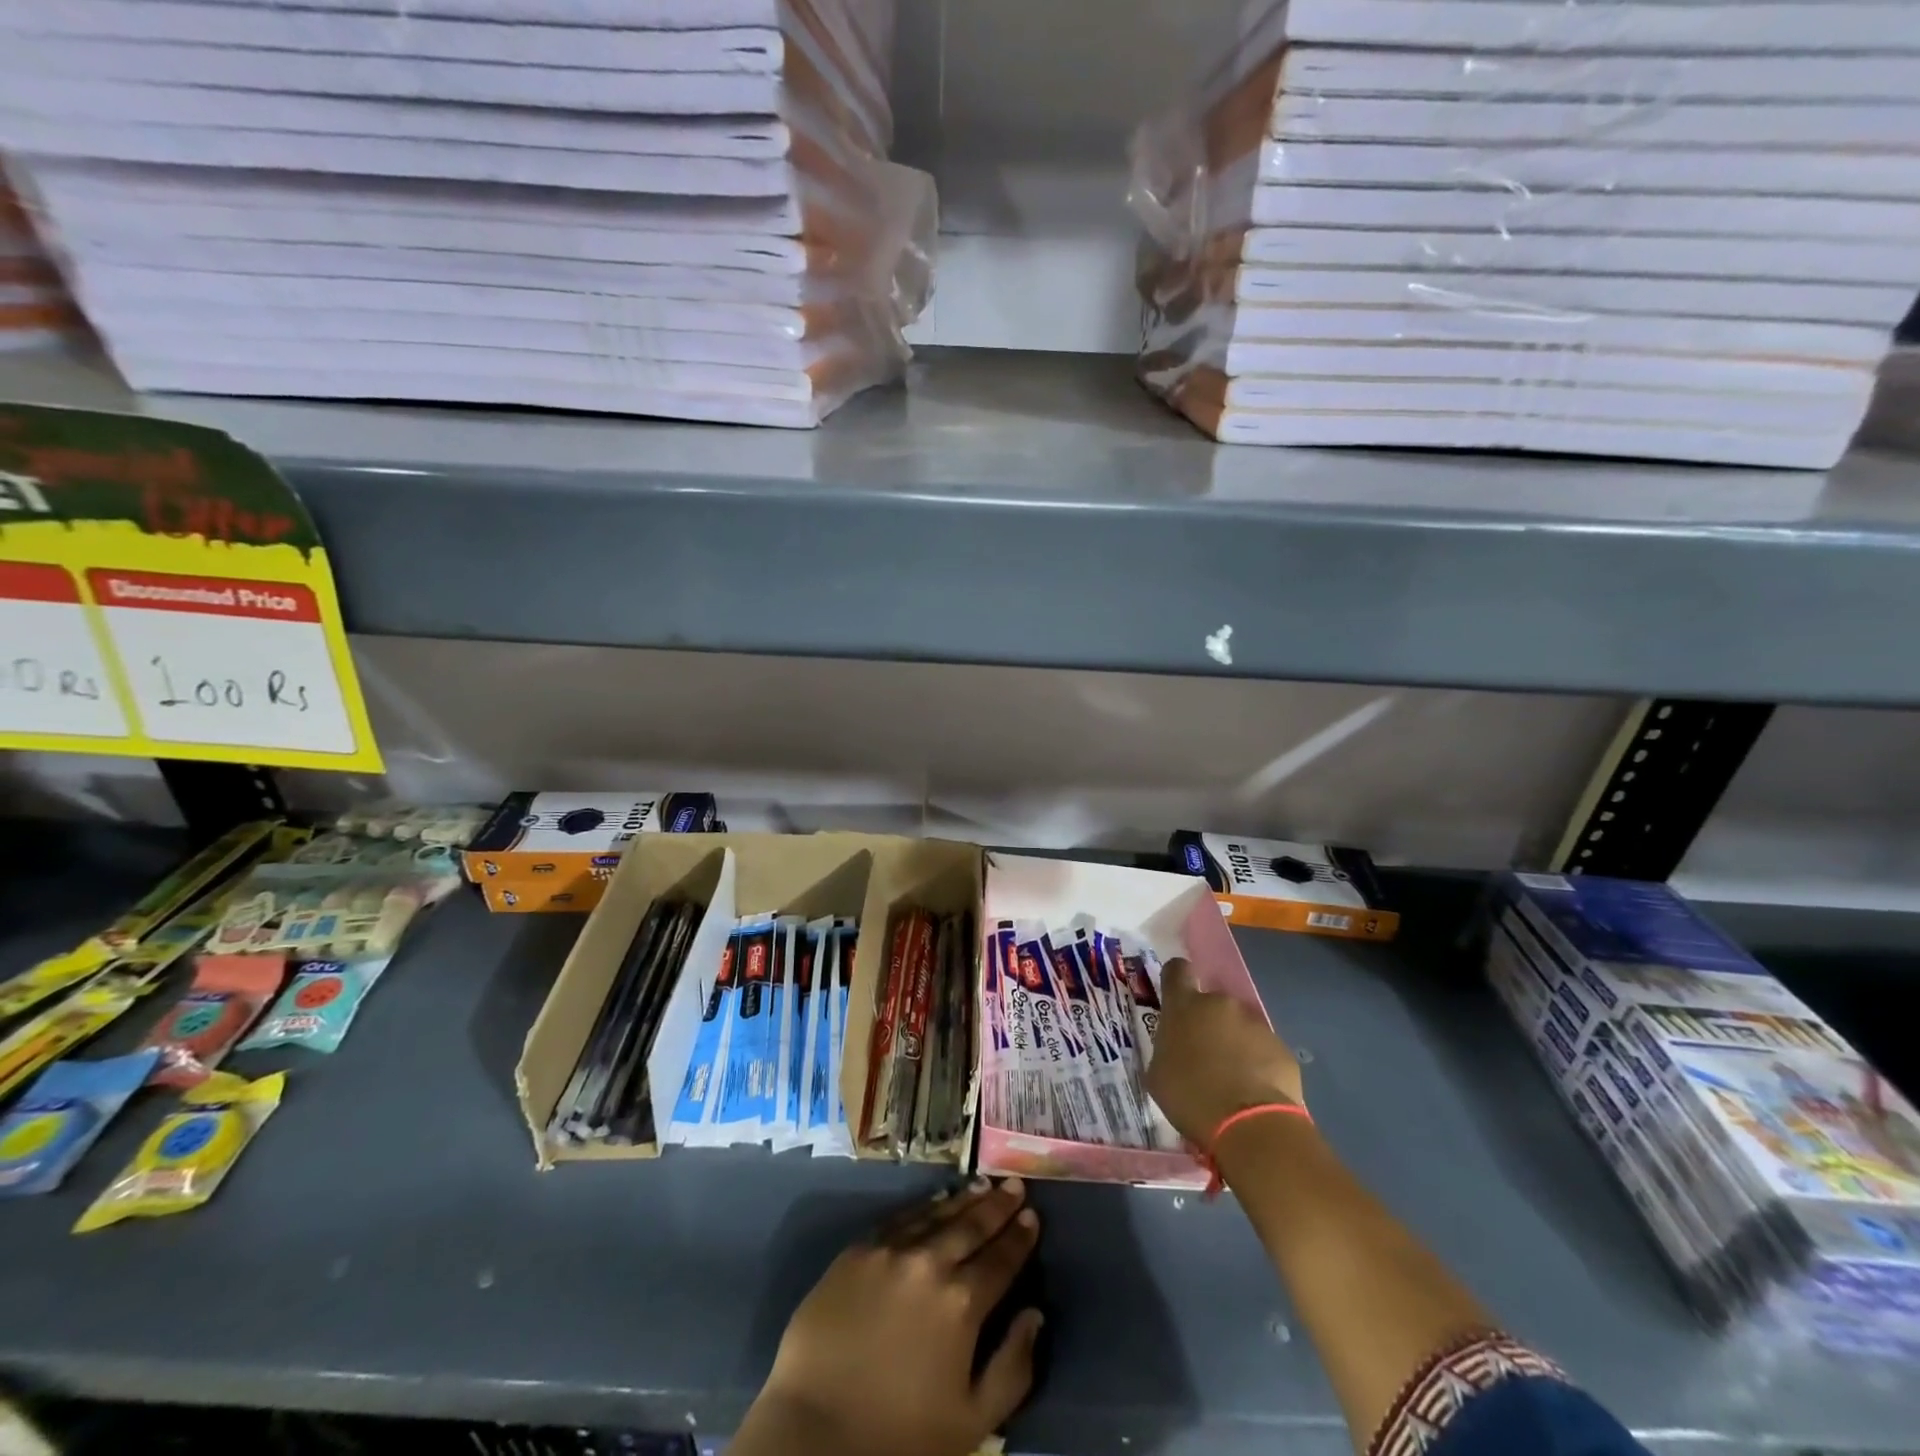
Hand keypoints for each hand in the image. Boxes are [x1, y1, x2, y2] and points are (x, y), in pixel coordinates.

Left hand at [739, 1177, 1044, 1455]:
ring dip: (963, 1200)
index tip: (1033, 1215)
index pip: (1001, 1259)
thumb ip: (1012, 1367)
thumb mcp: (972, 1422)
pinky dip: (923, 1207)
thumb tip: (1034, 1315)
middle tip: (1014, 1184)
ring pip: (936, 1214)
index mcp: (962, 1303)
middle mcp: (929, 1263)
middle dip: (997, 1205)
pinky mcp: (858, 1250)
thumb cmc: (900, 1436)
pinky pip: (899, 1218)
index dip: (1020, 1236)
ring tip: (982, 1184)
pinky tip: (935, 1202)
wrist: (815, 1430)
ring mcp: (890, 1251)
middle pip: (971, 1225)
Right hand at [1146, 956, 1305, 1147]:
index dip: (1176, 980)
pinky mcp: (1281, 1047)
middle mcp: (1220, 1004)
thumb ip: (1166, 1048)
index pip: (1177, 970)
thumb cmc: (1191, 1097)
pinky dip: (1258, 1063)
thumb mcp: (1158, 1074)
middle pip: (1211, 1003)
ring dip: (1234, 1043)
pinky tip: (1254, 1091)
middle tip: (1204, 1056)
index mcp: (1184, 1005)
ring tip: (1233, 1079)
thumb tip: (1175, 1047)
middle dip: (1207, 1023)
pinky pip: (1263, 1048)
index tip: (1176, 998)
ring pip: (1239, 1026)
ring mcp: (1254, 1023)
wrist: (1250, 1125)